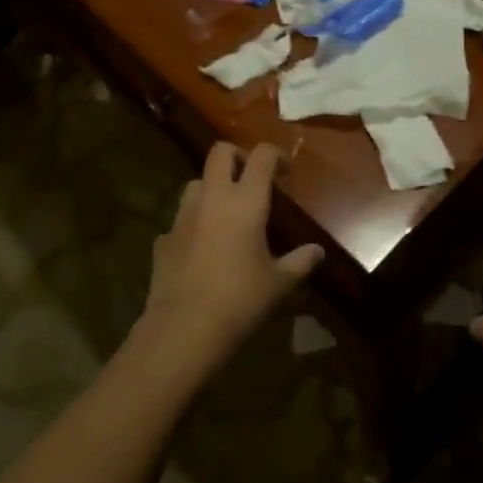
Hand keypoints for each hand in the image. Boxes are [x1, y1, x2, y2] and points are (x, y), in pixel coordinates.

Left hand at [138, 143, 323, 378]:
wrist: (184, 330)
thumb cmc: (240, 300)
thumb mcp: (279, 284)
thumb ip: (300, 262)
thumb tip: (318, 252)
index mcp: (245, 201)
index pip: (261, 156)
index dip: (276, 154)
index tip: (286, 170)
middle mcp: (212, 198)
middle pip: (220, 152)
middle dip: (238, 156)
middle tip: (252, 179)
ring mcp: (183, 217)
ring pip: (196, 182)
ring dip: (213, 187)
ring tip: (226, 211)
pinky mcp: (164, 239)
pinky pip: (180, 220)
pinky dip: (193, 223)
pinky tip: (202, 248)